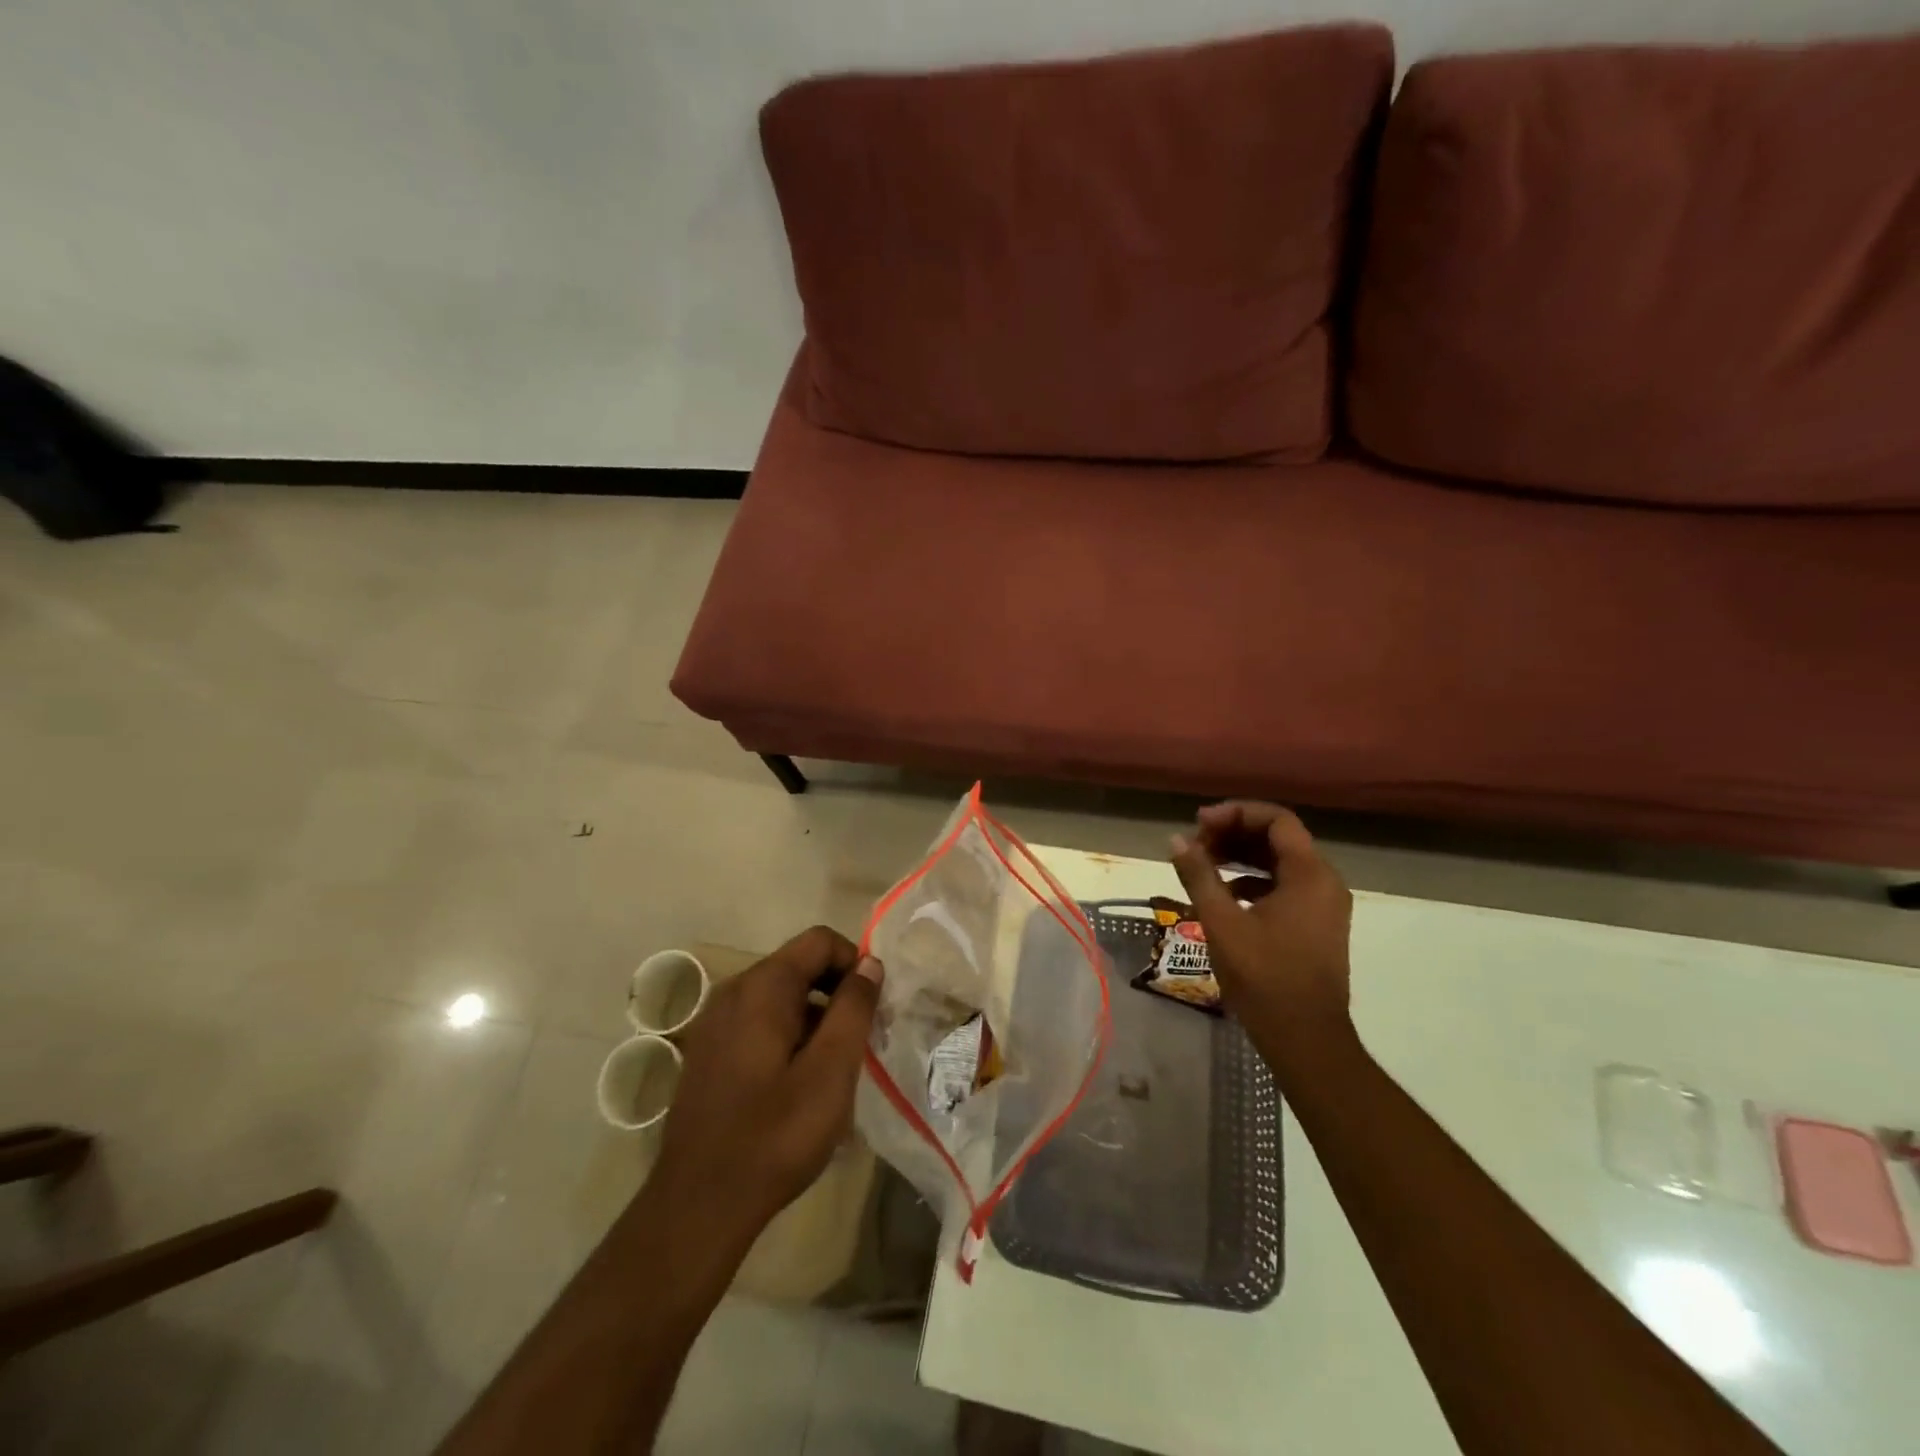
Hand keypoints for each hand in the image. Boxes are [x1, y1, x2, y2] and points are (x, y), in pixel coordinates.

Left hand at [648, 926, 883, 1249]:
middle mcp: (733, 992)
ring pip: (779, 997)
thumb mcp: (831, 1071)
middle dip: (836, 992)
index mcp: (762, 987)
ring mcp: (713, 1022)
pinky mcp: (706, 1052)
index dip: (854, 962)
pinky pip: (757, 1022)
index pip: (819, 941)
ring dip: (813, 1017)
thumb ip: (854, 1009)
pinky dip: (786, 1035)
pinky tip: (796, 1084)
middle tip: (860, 1040)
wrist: (698, 1206)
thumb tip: (869, 964)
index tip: (874, 1006)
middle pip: (798, 966)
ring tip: (832, 1067)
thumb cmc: (774, 1135)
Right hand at [1169, 802, 1354, 1062]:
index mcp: (1310, 874)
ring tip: (1203, 864)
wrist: (1305, 1039)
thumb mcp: (1221, 922)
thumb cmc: (1264, 977)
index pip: (1276, 820)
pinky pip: (1286, 886)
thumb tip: (1176, 840)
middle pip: (1278, 838)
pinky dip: (1254, 881)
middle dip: (1234, 834)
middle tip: (1195, 844)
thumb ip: (1199, 875)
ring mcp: (1325, 906)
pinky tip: (1224, 894)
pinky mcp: (1318, 925)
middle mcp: (1325, 882)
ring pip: (1281, 863)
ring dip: (1242, 857)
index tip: (1200, 824)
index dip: (1235, 813)